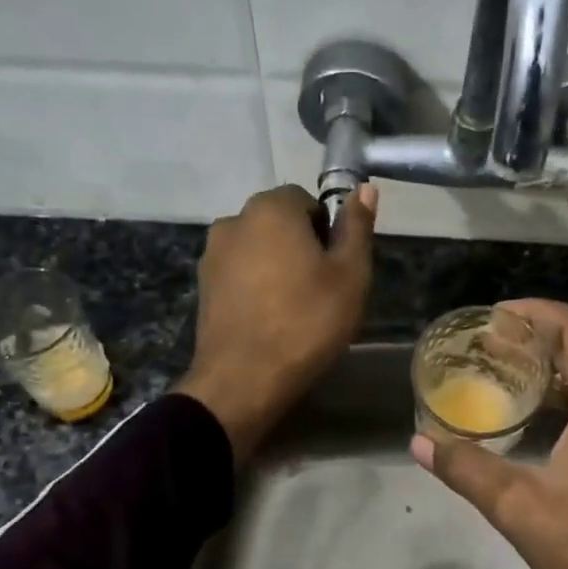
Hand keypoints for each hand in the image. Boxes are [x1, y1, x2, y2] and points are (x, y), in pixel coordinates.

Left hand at [175, 183, 377, 461]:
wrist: (244, 379)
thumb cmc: (307, 322)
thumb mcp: (350, 275)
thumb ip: (356, 227)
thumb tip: (364, 188)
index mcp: (271, 209)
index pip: (306, 200)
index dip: (326, 230)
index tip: (335, 267)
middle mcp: (234, 220)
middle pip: (279, 222)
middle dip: (301, 246)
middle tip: (320, 290)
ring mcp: (212, 254)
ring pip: (258, 249)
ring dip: (276, 266)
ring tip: (294, 308)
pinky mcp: (203, 286)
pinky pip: (239, 273)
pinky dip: (256, 286)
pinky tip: (268, 319)